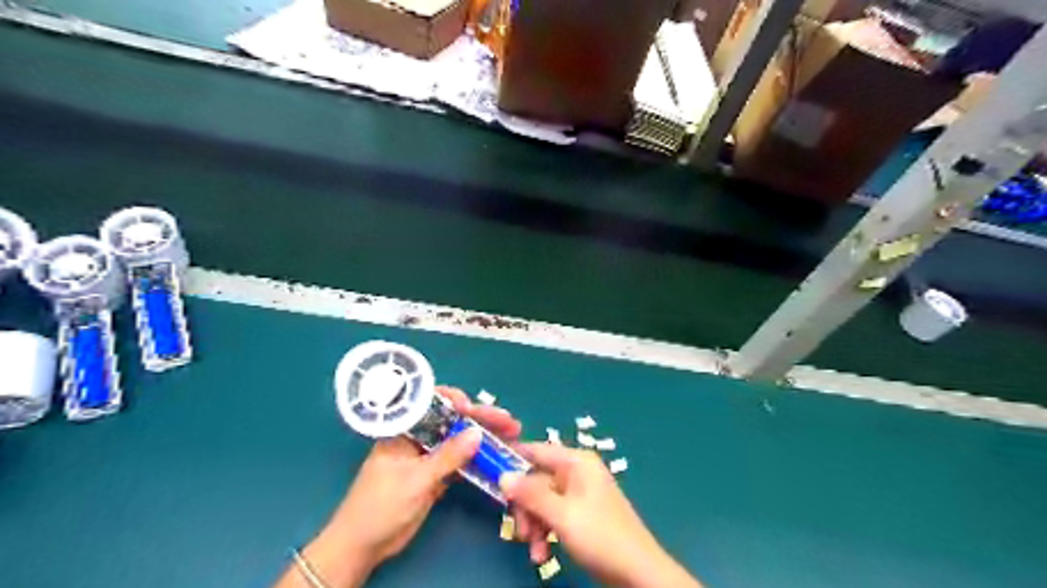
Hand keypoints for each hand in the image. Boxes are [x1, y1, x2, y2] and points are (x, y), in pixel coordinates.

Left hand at [277, 387, 521, 587]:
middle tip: (509, 421)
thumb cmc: (380, 505)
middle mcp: (419, 437)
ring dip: (485, 437)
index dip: (454, 400)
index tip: (473, 407)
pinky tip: (498, 455)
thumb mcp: (415, 480)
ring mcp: (429, 455)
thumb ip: (447, 457)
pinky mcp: (437, 474)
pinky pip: (461, 460)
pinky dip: (479, 457)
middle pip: (453, 420)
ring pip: (461, 439)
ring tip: (512, 434)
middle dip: (481, 418)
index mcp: (405, 429)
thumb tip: (477, 433)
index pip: (431, 403)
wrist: (365, 544)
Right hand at [500, 445, 701, 586]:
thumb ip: (531, 494)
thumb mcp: (561, 515)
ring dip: (533, 525)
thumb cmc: (600, 536)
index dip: (512, 461)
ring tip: (535, 551)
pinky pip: (553, 515)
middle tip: (521, 532)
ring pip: (542, 501)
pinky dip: (545, 532)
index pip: (536, 450)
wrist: (638, 572)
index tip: (490, 476)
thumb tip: (503, 474)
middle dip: (525, 508)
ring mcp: (579, 493)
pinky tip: (543, 555)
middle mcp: (577, 472)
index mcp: (576, 462)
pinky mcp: (581, 514)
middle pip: (536, 480)